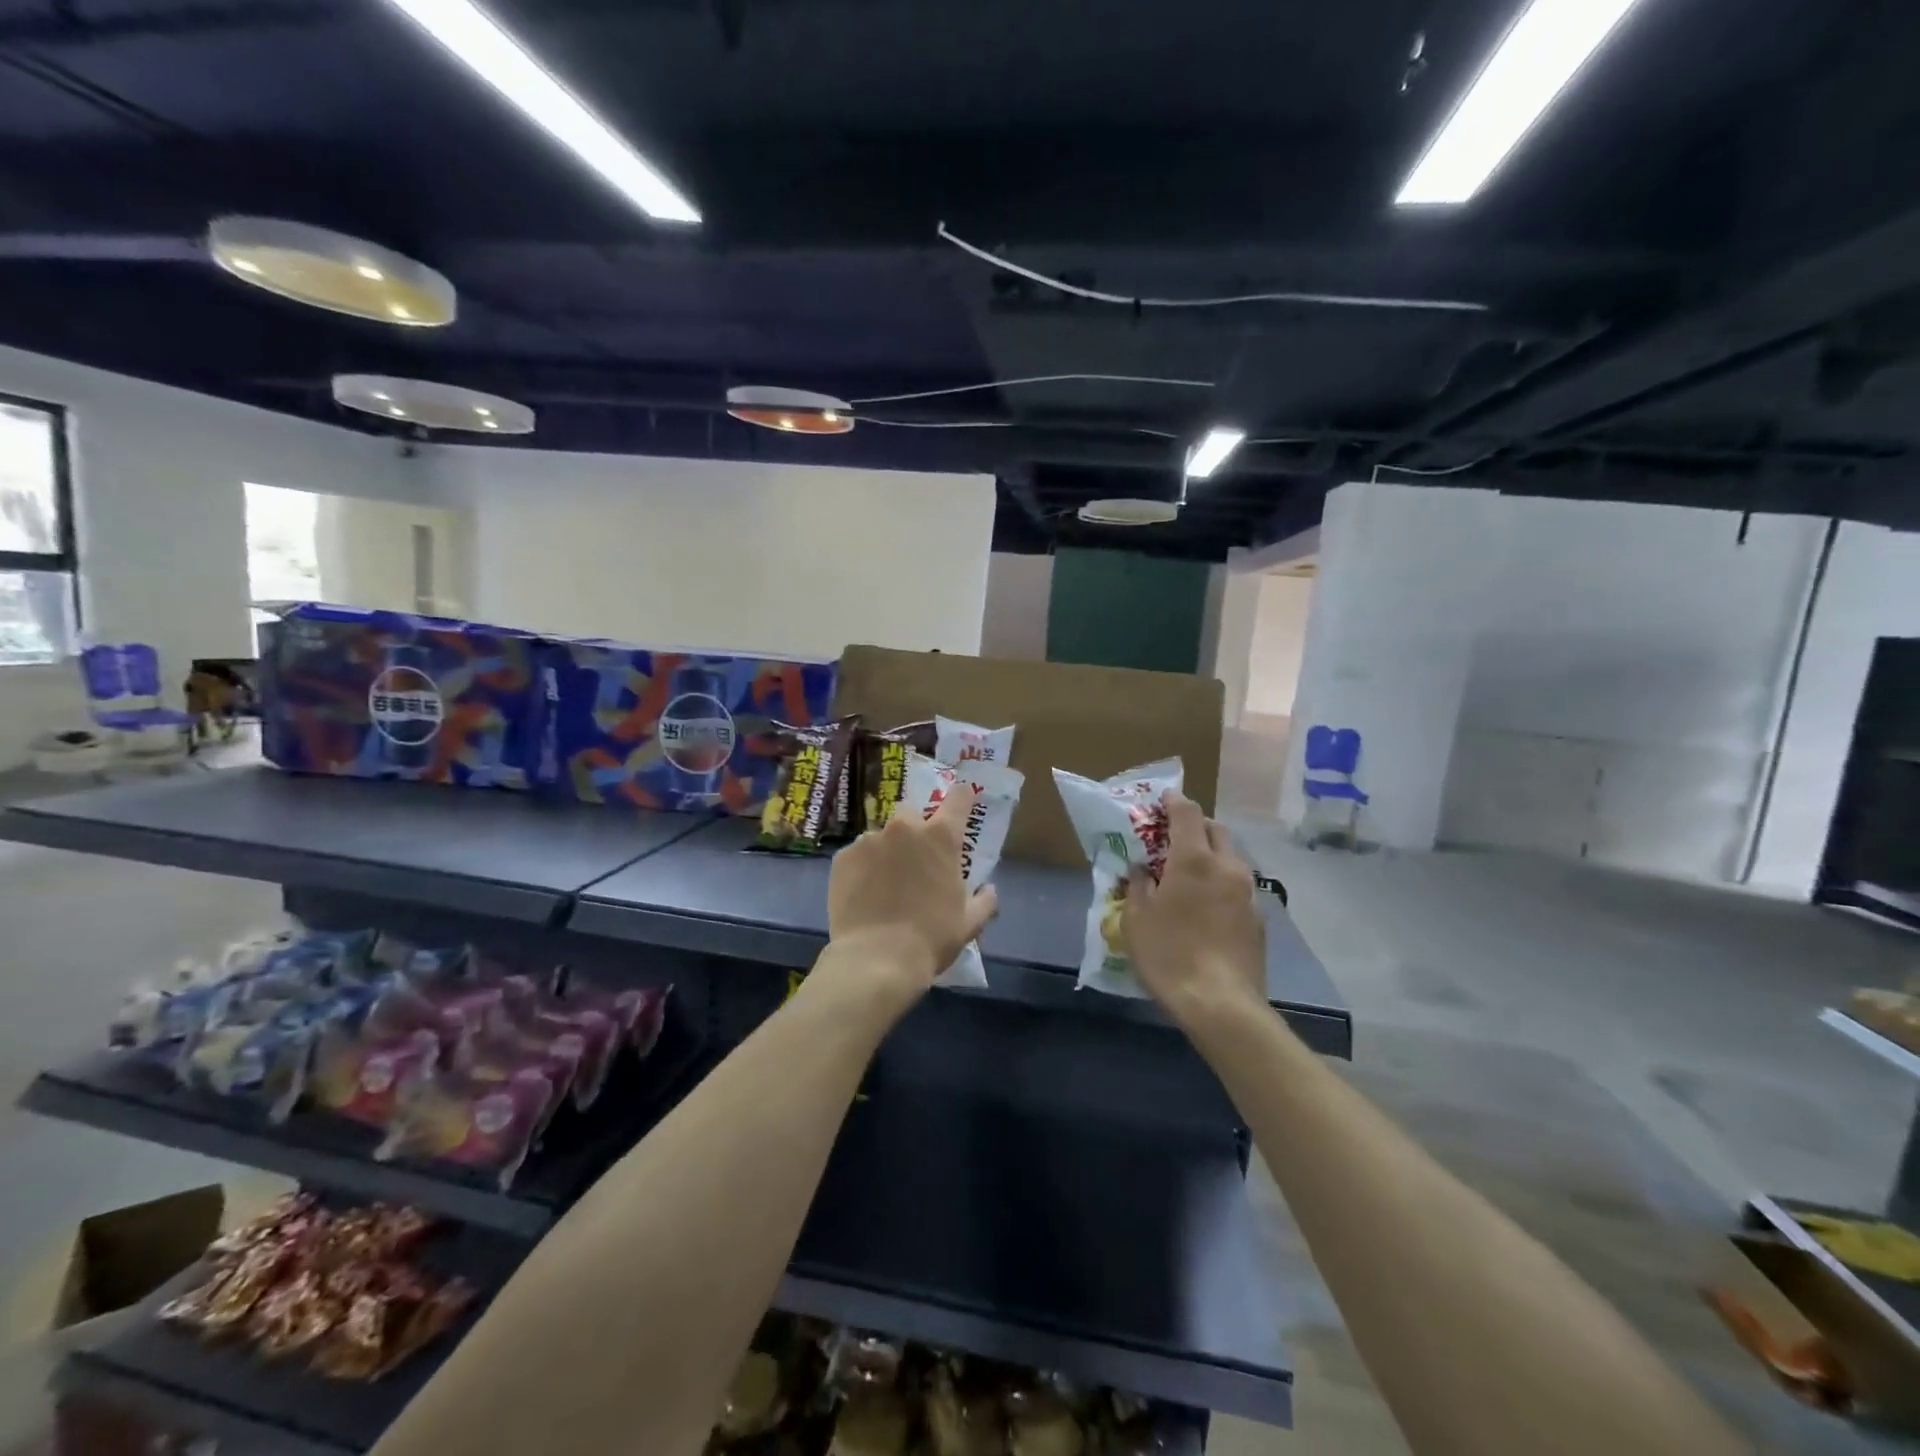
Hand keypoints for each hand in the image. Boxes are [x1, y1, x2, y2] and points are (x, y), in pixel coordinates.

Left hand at [824, 784, 998, 1006]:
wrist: (877, 958)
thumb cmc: (932, 938)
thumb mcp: (969, 922)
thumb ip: (984, 900)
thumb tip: (990, 890)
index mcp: (941, 837)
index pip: (958, 798)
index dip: (961, 797)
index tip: (962, 800)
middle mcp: (904, 828)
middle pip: (912, 813)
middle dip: (915, 829)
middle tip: (916, 860)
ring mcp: (870, 840)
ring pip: (882, 836)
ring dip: (887, 851)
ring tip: (885, 884)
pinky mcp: (843, 857)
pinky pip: (857, 854)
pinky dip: (863, 868)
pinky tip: (864, 894)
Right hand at [1122, 791, 1266, 1028]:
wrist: (1222, 1005)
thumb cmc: (1169, 955)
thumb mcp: (1136, 919)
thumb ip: (1139, 886)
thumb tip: (1143, 869)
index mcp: (1194, 860)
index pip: (1187, 813)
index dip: (1174, 801)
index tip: (1163, 799)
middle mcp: (1227, 867)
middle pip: (1216, 829)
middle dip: (1196, 825)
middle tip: (1173, 836)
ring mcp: (1248, 893)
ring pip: (1231, 858)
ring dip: (1212, 854)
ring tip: (1190, 872)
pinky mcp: (1259, 919)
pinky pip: (1238, 886)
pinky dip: (1222, 883)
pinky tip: (1207, 905)